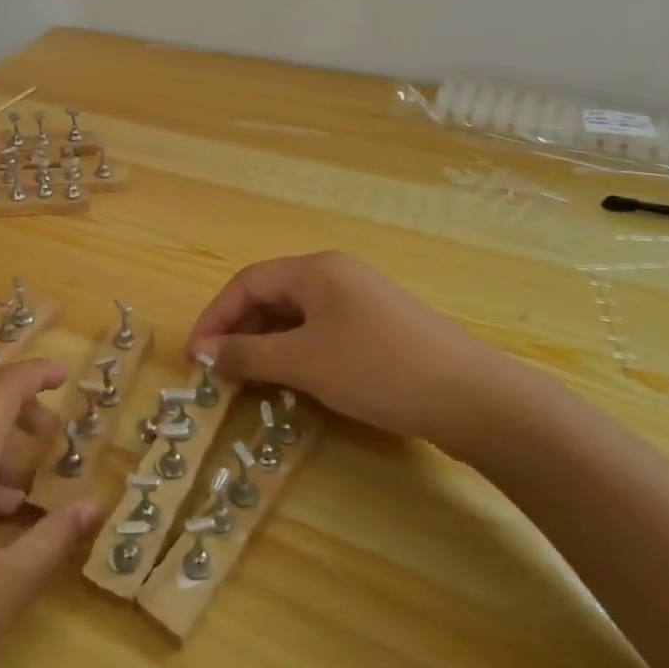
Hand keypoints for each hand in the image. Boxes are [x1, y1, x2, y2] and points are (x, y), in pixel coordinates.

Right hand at [187, 251, 531, 460]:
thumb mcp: (305, 363)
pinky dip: (297, 352)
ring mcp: (360, 300)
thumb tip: (205, 353)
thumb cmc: (378, 369)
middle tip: (218, 372)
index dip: (214, 317)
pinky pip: (321, 331)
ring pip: (296, 316)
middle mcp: (335, 275)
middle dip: (239, 331)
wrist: (473, 398)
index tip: (195, 357)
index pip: (247, 282)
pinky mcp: (378, 327)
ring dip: (266, 344)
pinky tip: (293, 380)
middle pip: (271, 295)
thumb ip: (249, 354)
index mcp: (316, 269)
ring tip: (249, 380)